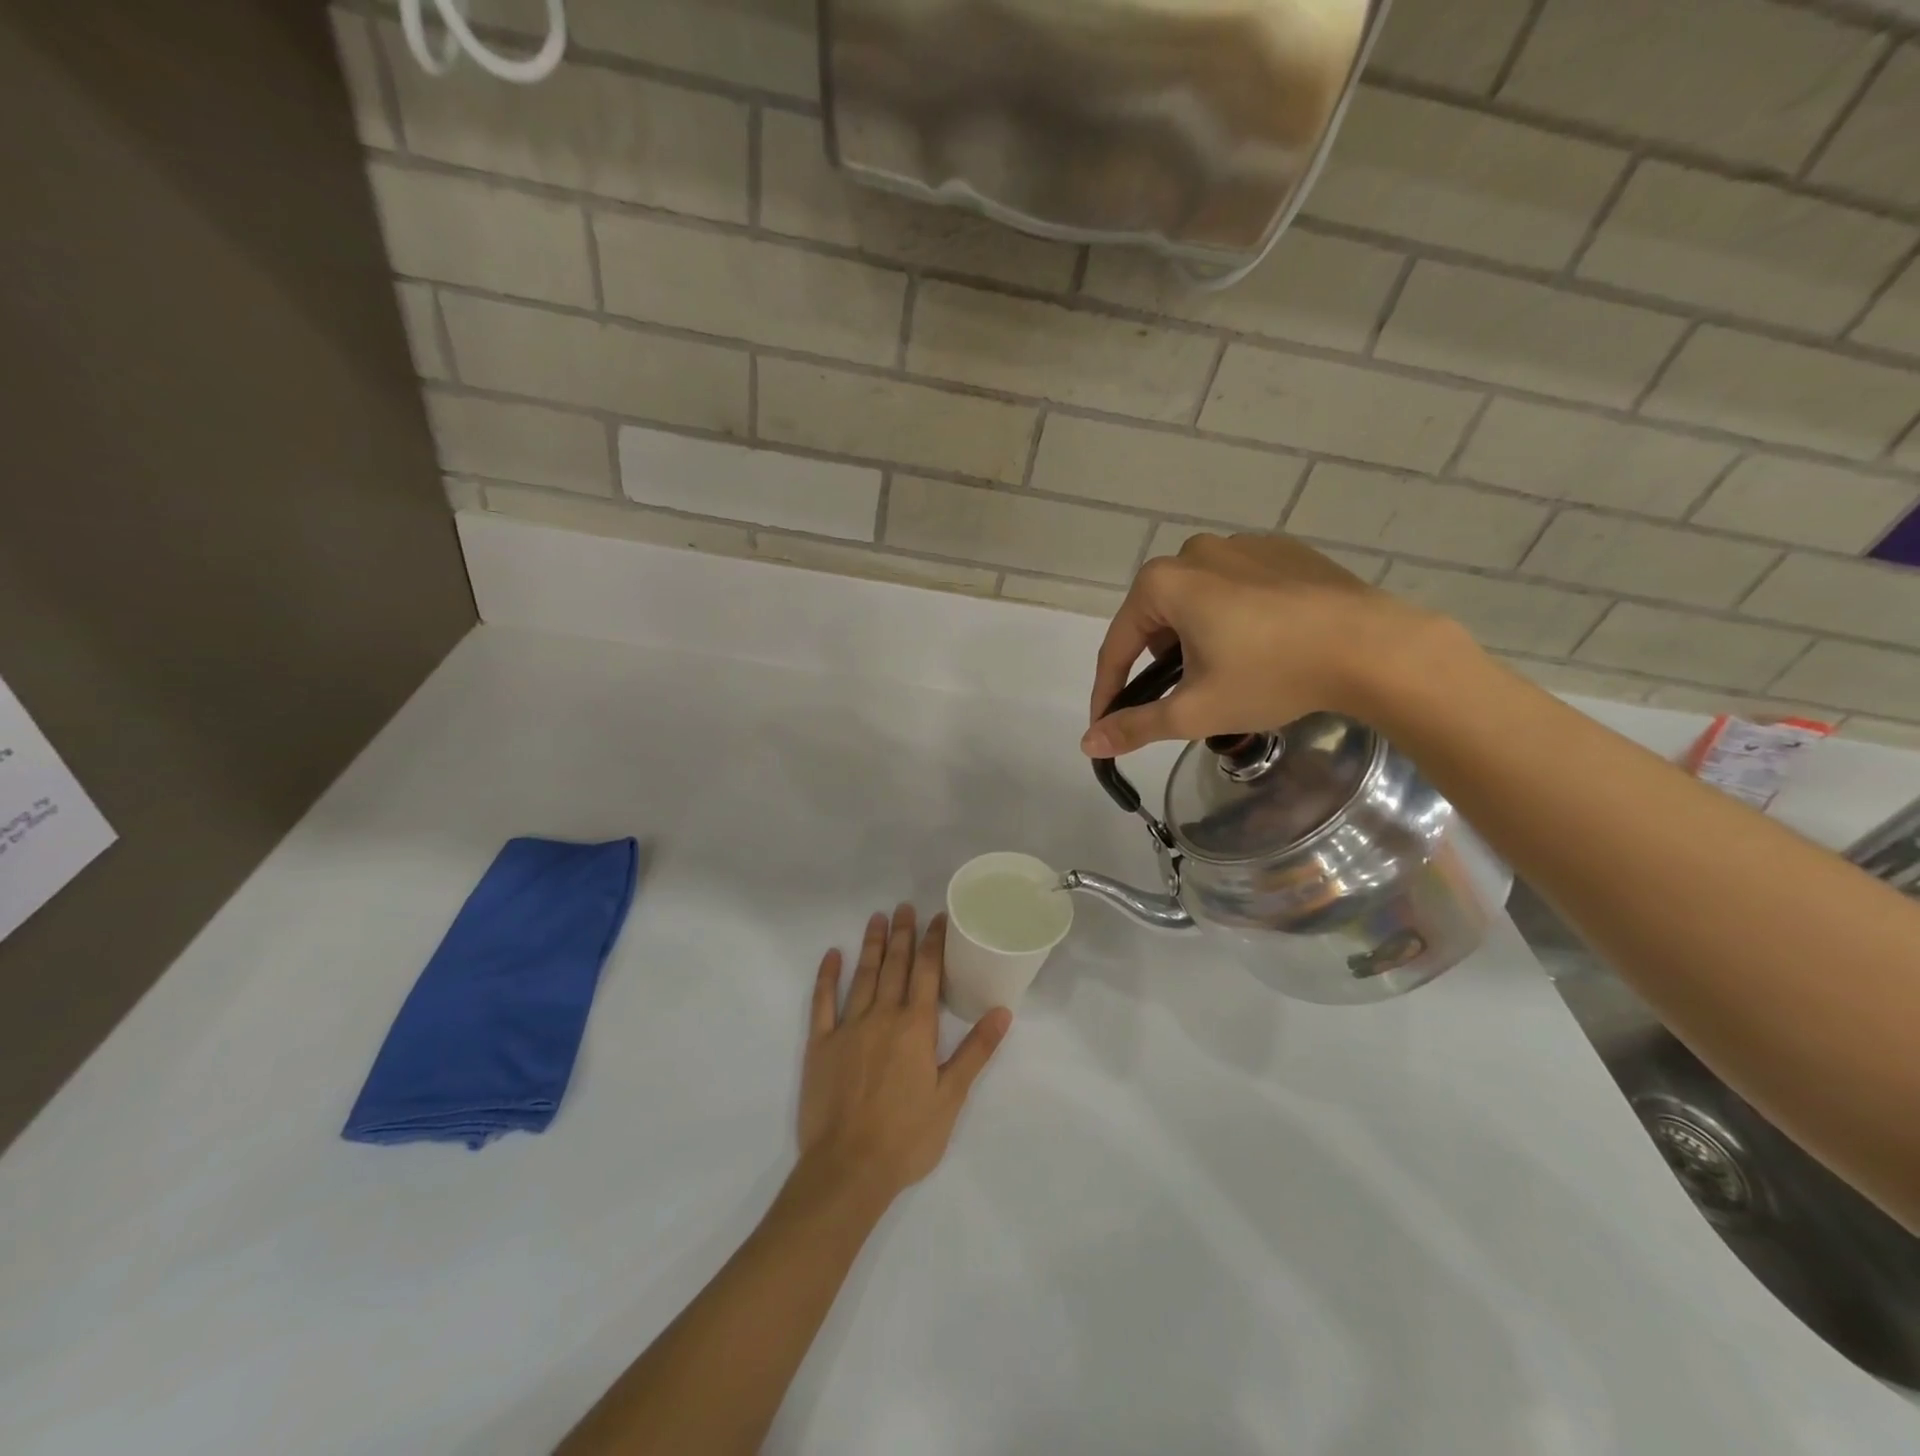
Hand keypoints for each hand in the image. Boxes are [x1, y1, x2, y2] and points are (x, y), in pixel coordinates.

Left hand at [796, 905, 1011, 1206]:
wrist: (848, 1168)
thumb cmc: (907, 1137)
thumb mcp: (951, 1097)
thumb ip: (975, 1051)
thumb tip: (1002, 1011)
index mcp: (915, 1028)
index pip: (926, 972)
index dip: (932, 942)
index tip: (937, 918)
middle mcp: (882, 1017)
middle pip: (895, 966)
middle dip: (903, 934)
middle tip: (905, 906)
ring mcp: (848, 1028)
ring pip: (862, 976)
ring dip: (872, 945)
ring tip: (877, 918)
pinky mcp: (820, 1044)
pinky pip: (823, 1002)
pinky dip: (827, 977)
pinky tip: (833, 955)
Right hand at [1080, 533, 1449, 757]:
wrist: (1374, 647)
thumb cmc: (1272, 675)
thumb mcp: (1195, 710)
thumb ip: (1135, 725)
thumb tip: (1087, 742)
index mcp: (1164, 582)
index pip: (1118, 646)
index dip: (1109, 691)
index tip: (1106, 724)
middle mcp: (1195, 552)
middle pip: (1156, 619)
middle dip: (1156, 663)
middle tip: (1177, 700)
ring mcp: (1242, 545)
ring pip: (1196, 601)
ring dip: (1194, 638)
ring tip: (1223, 673)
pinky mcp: (1282, 551)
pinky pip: (1237, 587)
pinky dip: (1233, 617)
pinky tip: (1260, 645)